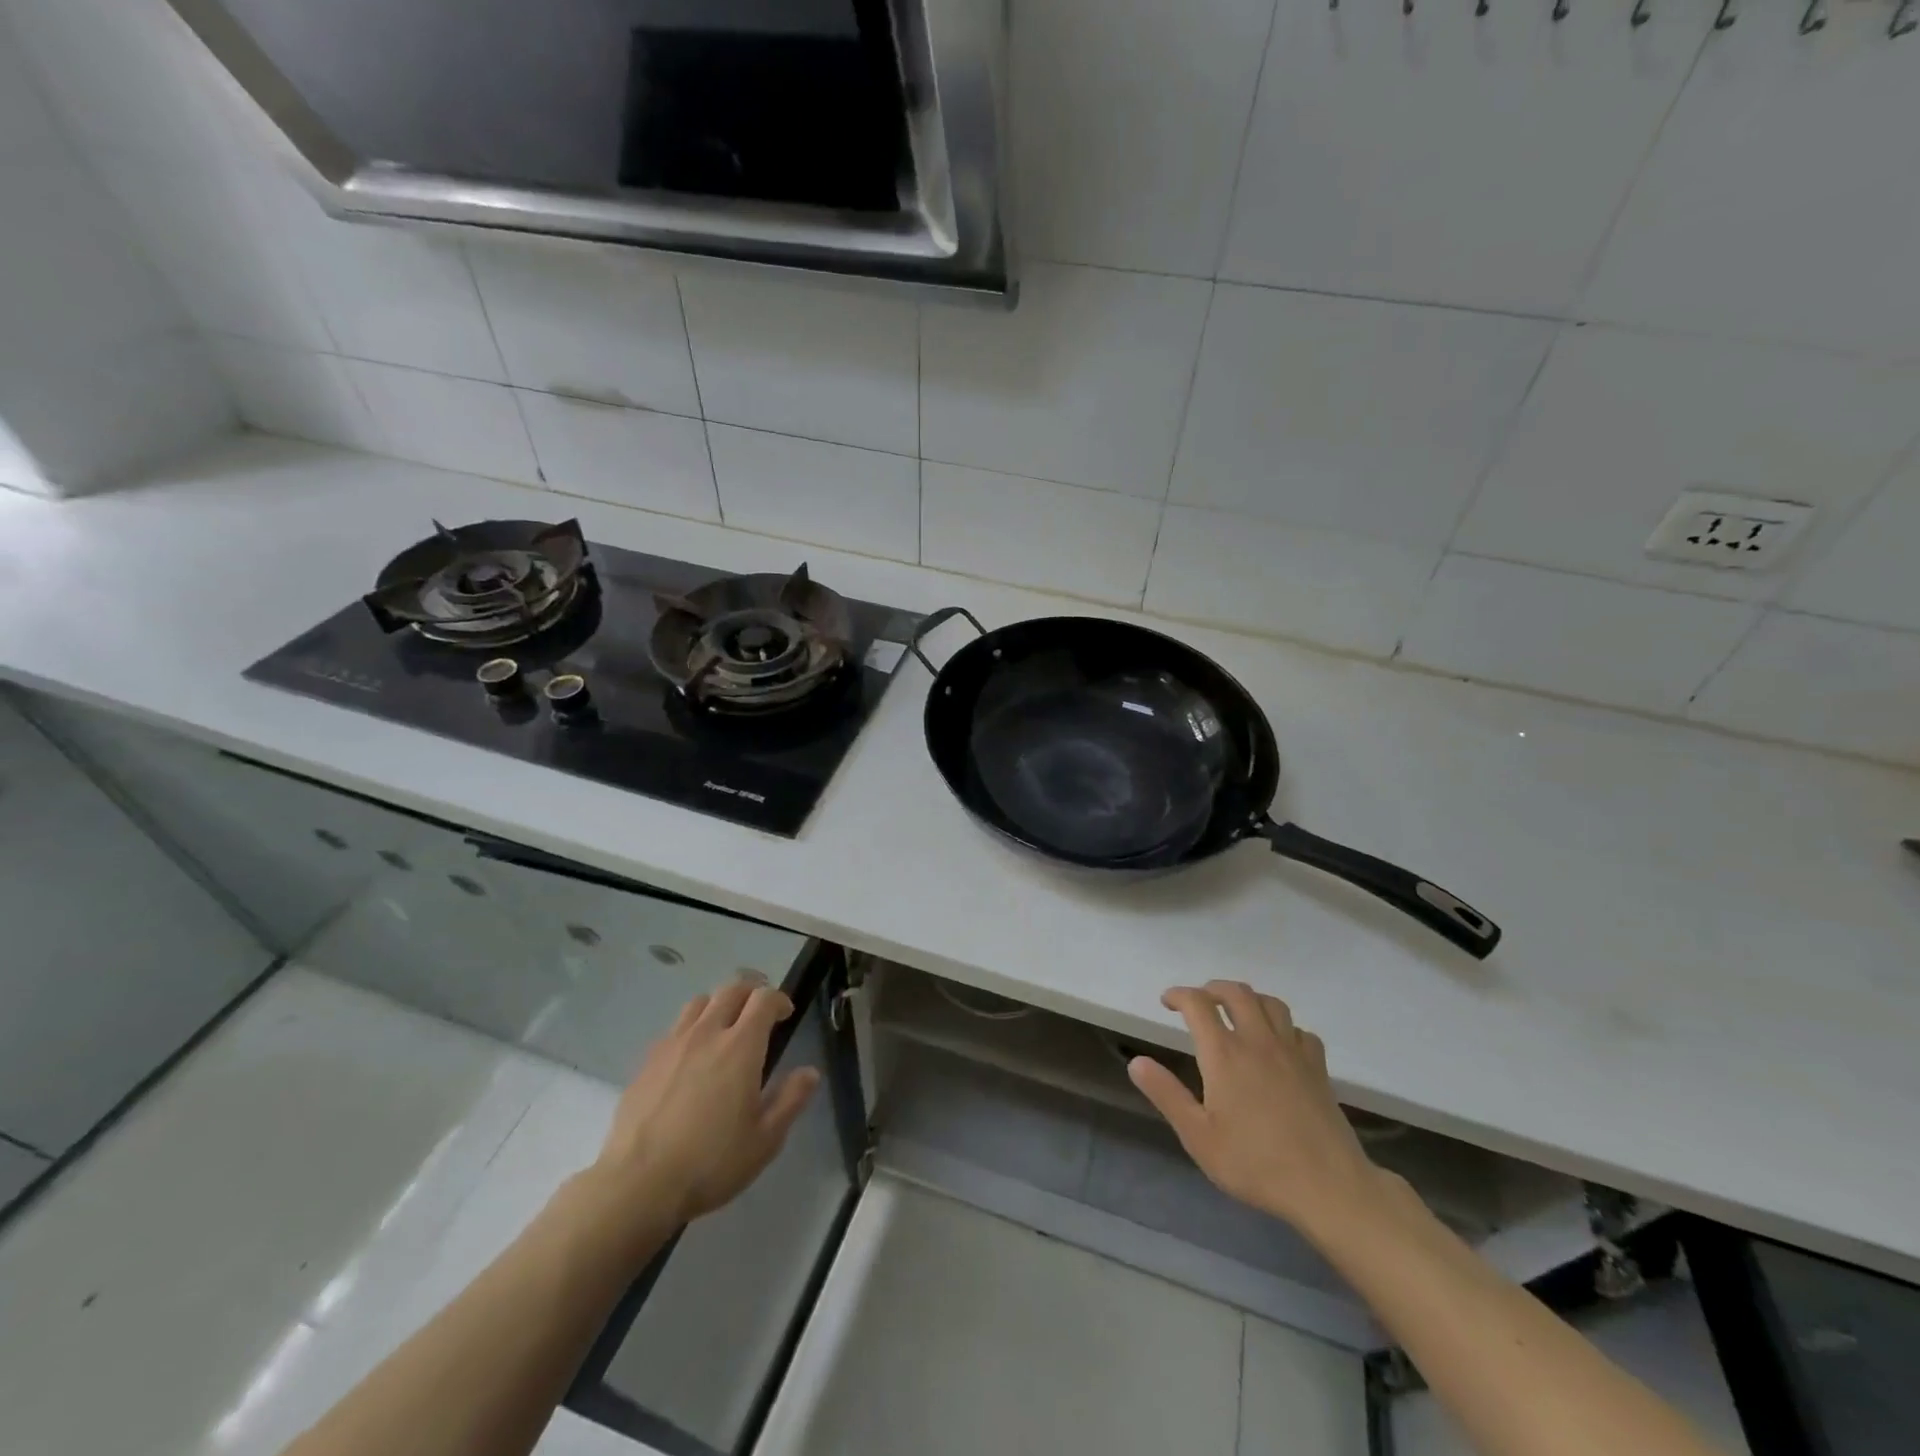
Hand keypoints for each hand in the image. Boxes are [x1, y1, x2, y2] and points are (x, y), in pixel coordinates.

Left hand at [590, 979, 820, 1228]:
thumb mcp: (765, 1139)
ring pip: (699, 1003)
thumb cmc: (711, 1162)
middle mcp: (707, 1033)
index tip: (785, 1015)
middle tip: (760, 1012)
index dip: (778, 999)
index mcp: (741, 1046)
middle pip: (731, 989)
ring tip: (724, 1028)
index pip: (764, 998)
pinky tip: (691, 1058)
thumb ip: (791, 1099)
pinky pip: (674, 1028)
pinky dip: (691, 1029)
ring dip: (718, 1005)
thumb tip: (809, 1072)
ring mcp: (673, 1044)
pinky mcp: (647, 1062)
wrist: (637, 1184)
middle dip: (751, 992)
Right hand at [1129, 981, 1384, 1240]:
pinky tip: (1280, 1043)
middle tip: (1200, 1001)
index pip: (1198, 1004)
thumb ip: (1166, 1094)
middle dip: (1213, 989)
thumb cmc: (1255, 1163)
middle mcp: (1257, 1041)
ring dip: (1249, 999)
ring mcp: (1292, 1051)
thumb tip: (1136, 1061)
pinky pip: (1300, 1031)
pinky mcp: (1318, 1068)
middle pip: (1236, 993)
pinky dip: (1284, 1027)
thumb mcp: (1198, 1136)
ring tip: (1238, 1012)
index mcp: (1224, 1054)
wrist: (1328, 1186)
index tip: (1167, 1002)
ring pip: (1271, 1003)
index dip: (1179, 995)